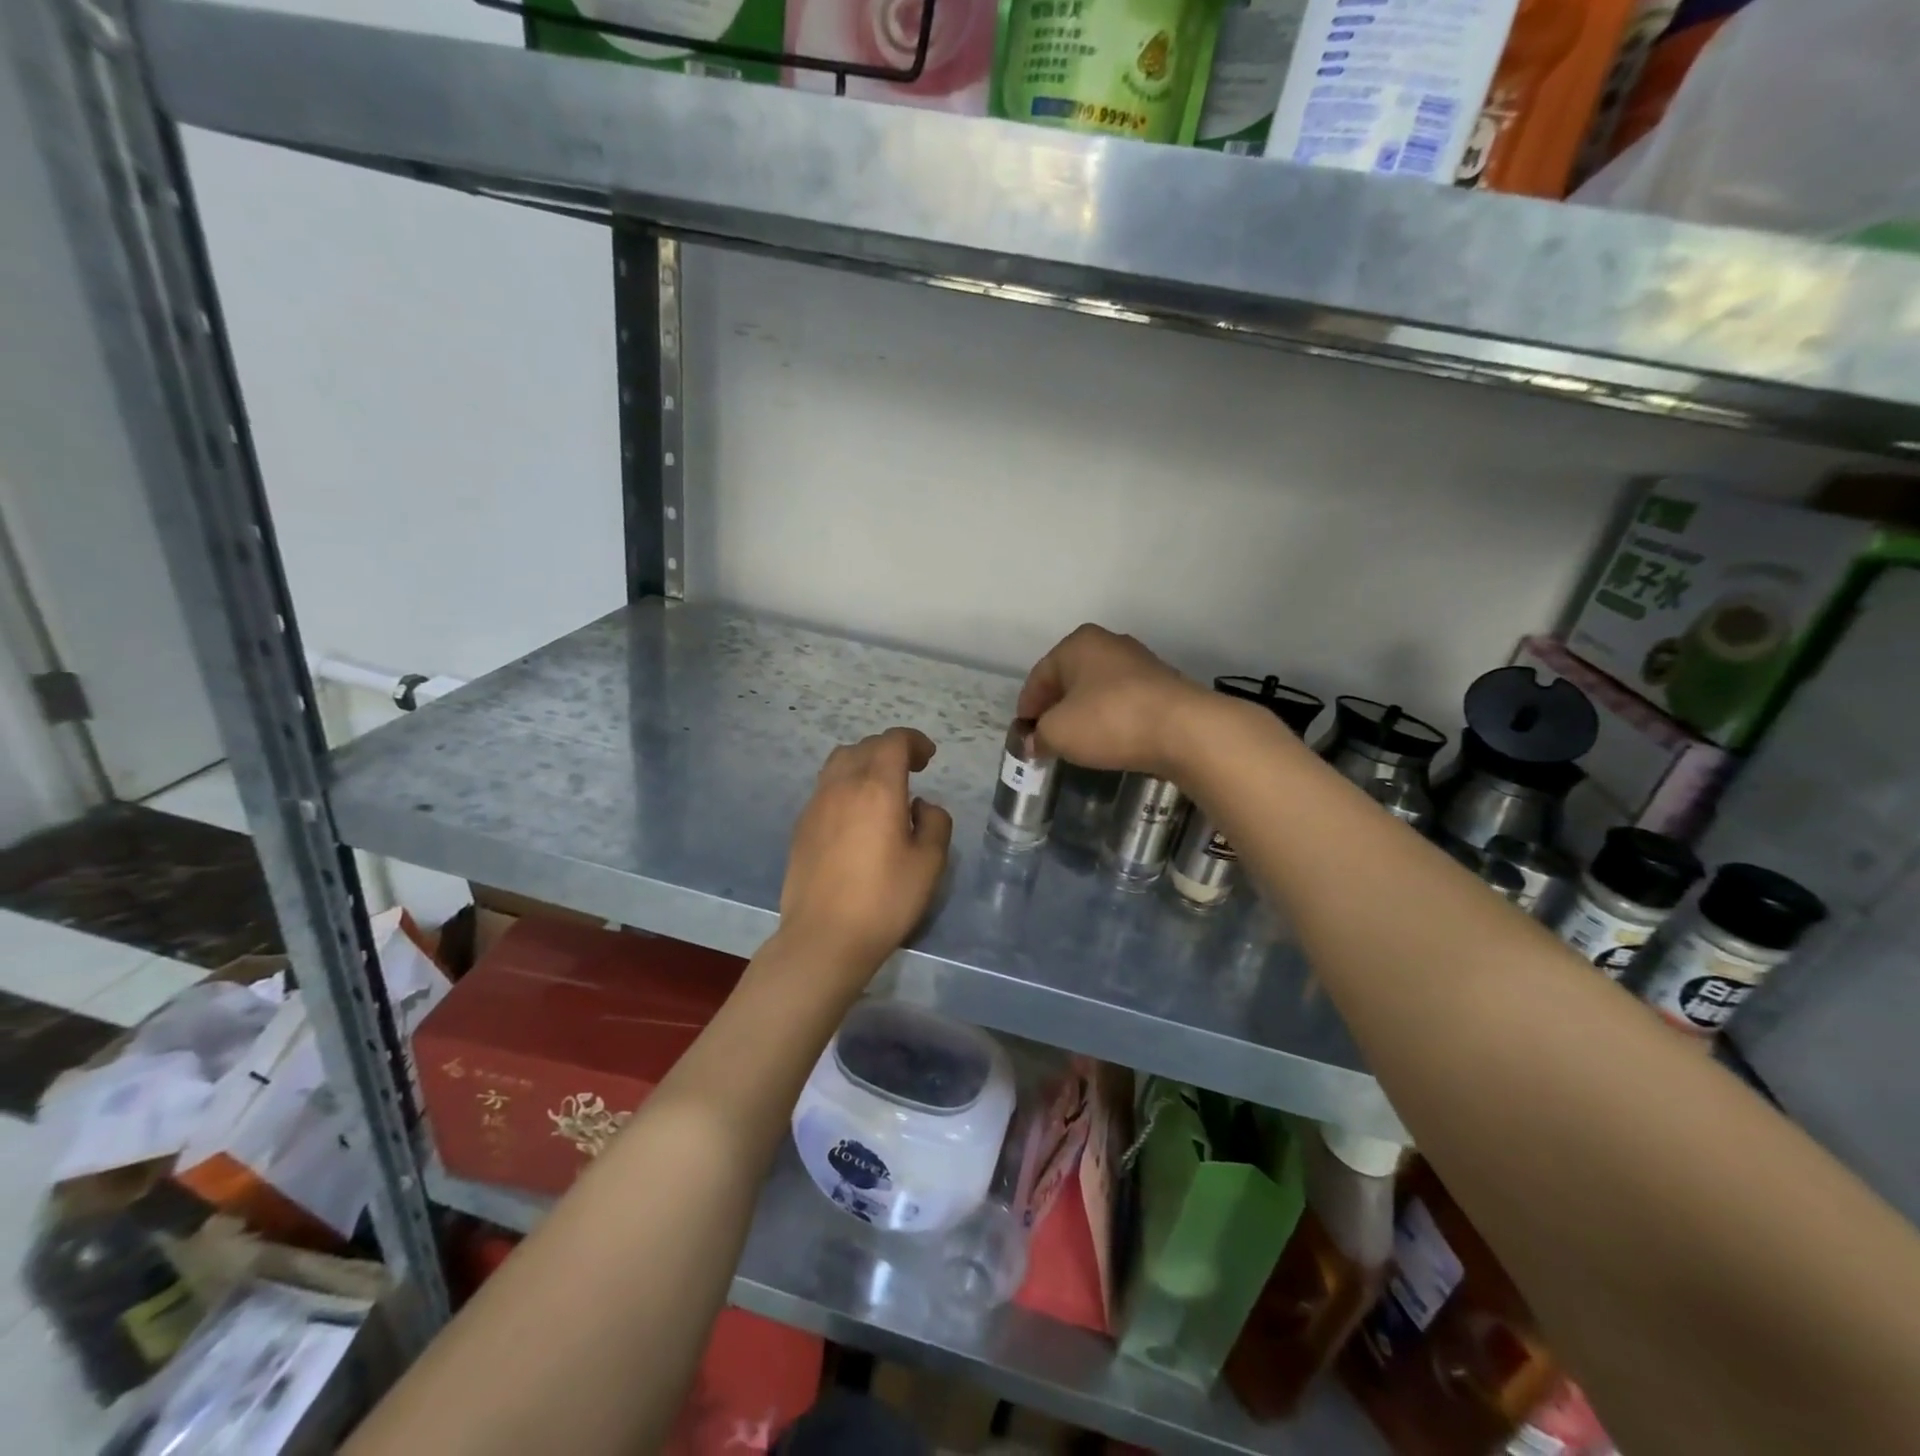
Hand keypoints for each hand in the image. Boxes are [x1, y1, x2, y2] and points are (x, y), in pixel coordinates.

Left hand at [778, 727, 953, 976]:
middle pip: (865, 746)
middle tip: (912, 769)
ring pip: (839, 762)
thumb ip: (935, 823)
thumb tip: (920, 806)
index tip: (928, 757)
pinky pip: (825, 787)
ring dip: (864, 762)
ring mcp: (816, 804)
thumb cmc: (884, 899)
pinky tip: (856, 814)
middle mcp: (842, 785)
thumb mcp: (930, 863)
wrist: (824, 937)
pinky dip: (845, 784)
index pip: (893, 742)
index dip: (914, 741)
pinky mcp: (801, 826)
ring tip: (881, 786)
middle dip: (891, 749)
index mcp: (877, 788)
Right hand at [1015, 624, 1206, 777]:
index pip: (1039, 677)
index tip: (1023, 736)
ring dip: (1084, 715)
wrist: (1185, 730)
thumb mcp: (1058, 733)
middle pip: (1069, 680)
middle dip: (1055, 710)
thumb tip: (1033, 743)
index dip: (1026, 708)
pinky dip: (1110, 720)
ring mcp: (1141, 663)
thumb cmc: (1109, 721)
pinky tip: (1109, 741)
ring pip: (1097, 691)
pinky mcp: (1163, 687)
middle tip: (1046, 740)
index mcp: (1078, 643)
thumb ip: (1038, 736)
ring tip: (1077, 744)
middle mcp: (1109, 644)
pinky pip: (1123, 703)